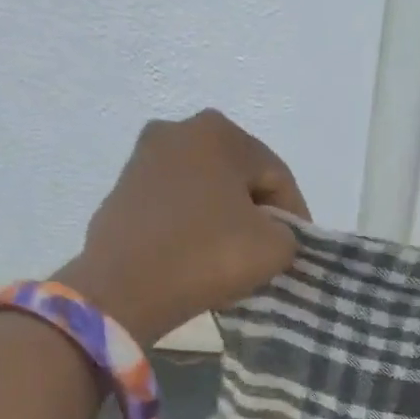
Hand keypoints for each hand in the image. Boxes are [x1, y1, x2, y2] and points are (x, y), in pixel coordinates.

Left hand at [56, 110, 309, 342]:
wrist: (126, 288)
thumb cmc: (208, 256)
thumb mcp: (275, 248)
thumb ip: (288, 234)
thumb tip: (269, 234)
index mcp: (219, 133)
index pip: (277, 176)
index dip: (296, 216)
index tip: (297, 251)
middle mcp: (178, 131)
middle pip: (240, 178)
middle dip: (258, 214)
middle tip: (267, 252)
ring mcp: (143, 159)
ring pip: (206, 192)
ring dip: (225, 220)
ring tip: (233, 258)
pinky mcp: (122, 190)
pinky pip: (176, 206)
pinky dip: (194, 227)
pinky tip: (199, 258)